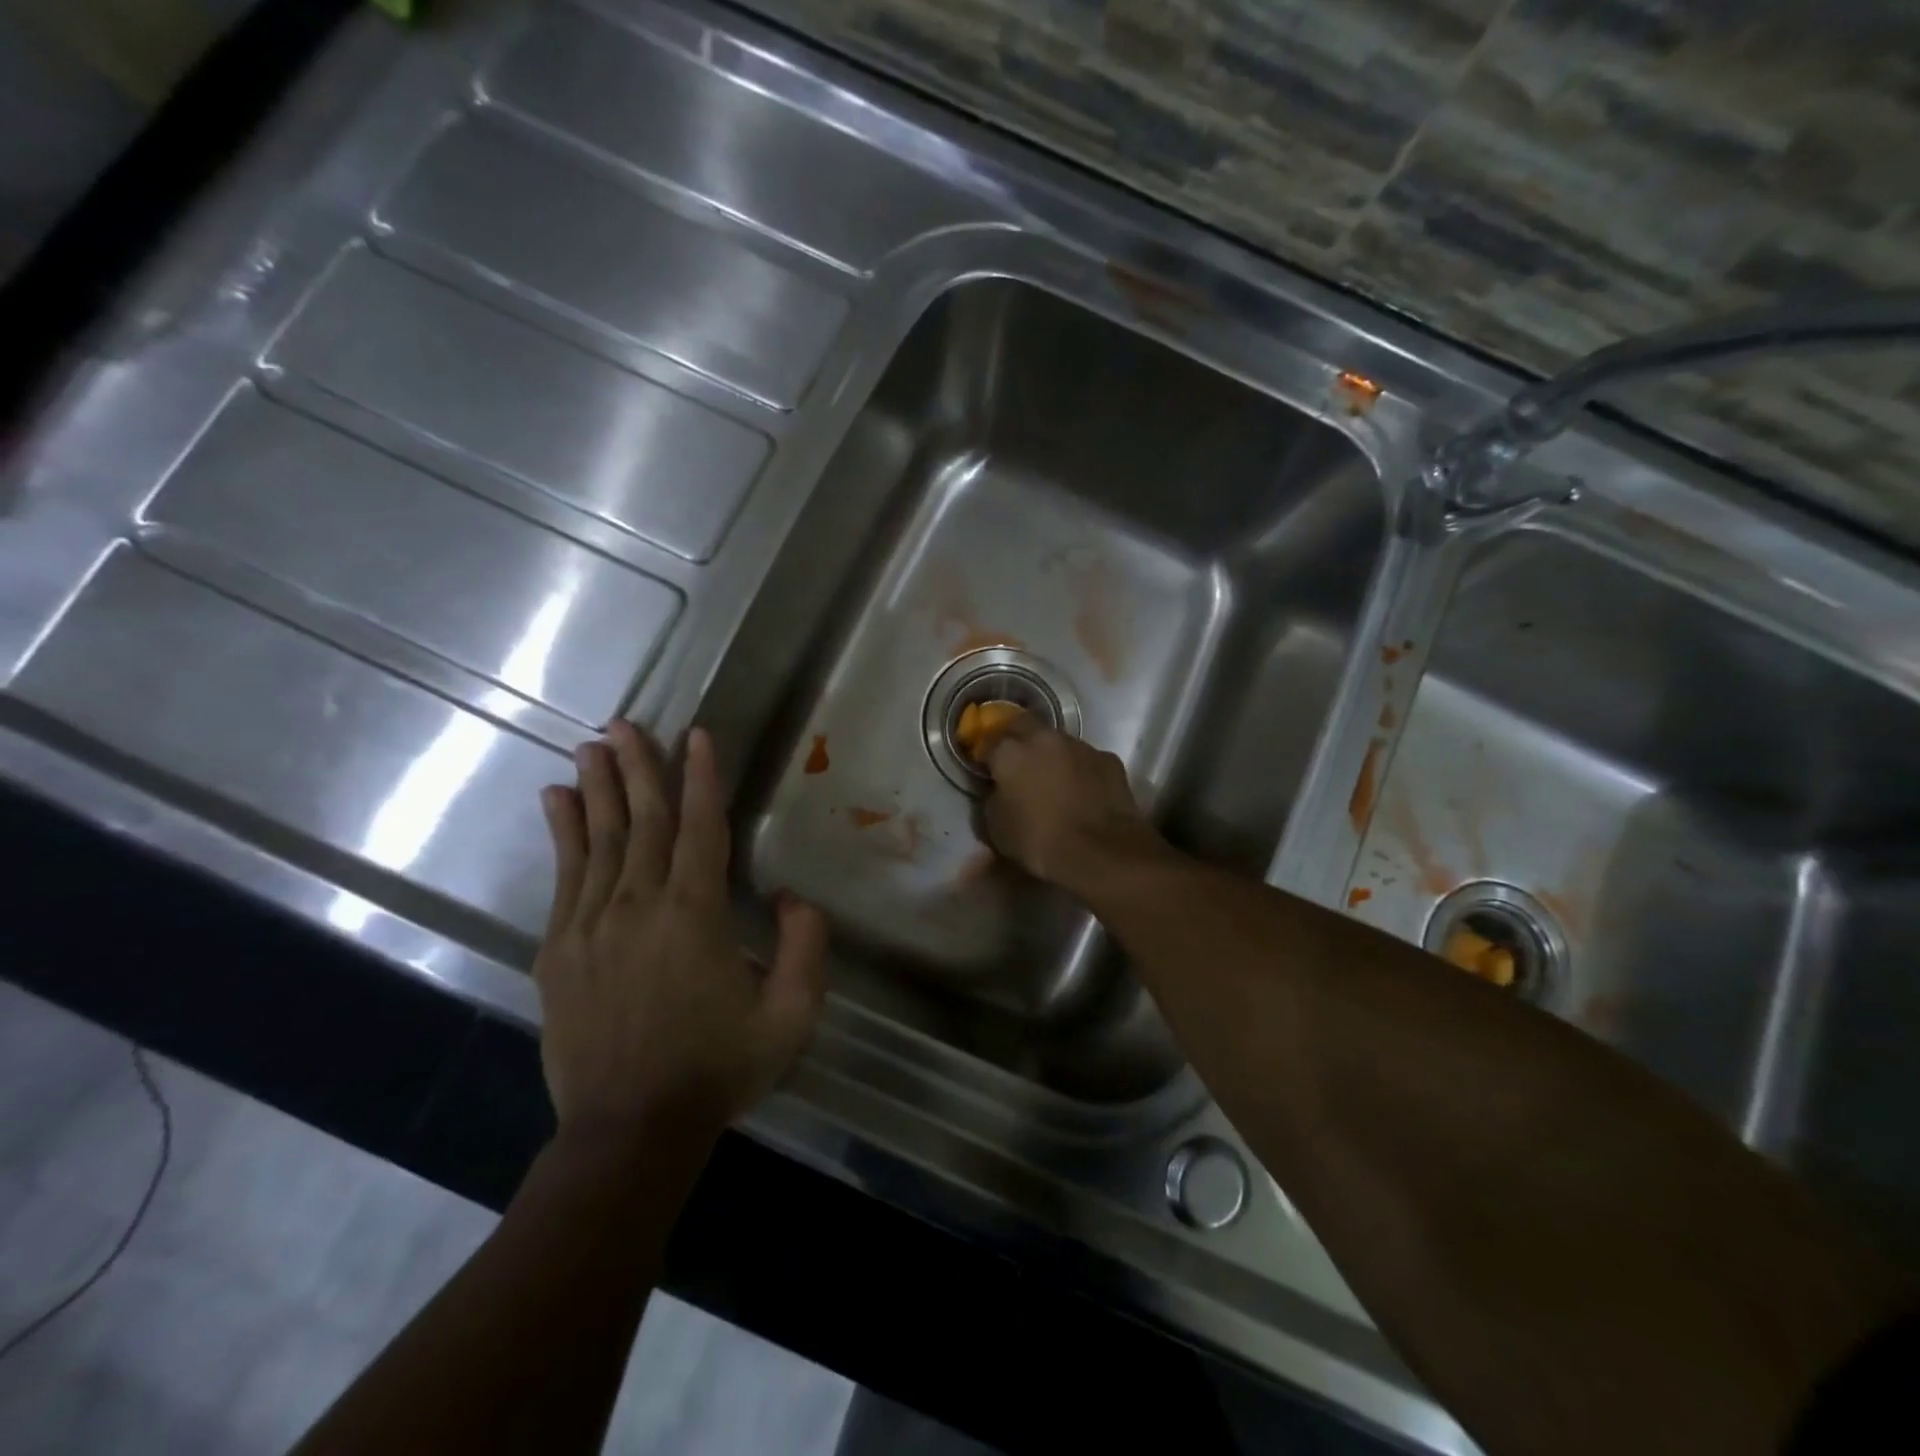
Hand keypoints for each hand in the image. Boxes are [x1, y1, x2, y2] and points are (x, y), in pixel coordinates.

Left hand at [535, 720, 828, 1144]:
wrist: (629, 1130)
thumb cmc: (717, 1069)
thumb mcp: (790, 1015)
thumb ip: (805, 945)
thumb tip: (788, 896)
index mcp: (695, 915)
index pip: (700, 828)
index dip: (701, 777)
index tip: (697, 735)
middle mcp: (639, 906)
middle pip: (642, 821)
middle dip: (638, 767)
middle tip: (625, 724)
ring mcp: (590, 925)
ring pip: (598, 839)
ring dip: (598, 788)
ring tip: (590, 746)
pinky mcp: (558, 949)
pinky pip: (564, 876)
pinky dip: (563, 832)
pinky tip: (557, 802)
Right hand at [982, 715, 1168, 897]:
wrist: (1100, 851)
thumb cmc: (1039, 841)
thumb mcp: (997, 828)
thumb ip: (994, 799)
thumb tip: (1000, 791)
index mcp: (1011, 753)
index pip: (989, 742)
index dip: (986, 755)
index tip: (987, 769)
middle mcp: (1044, 739)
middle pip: (1024, 724)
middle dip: (1017, 738)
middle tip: (1017, 762)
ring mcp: (1080, 746)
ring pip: (1059, 741)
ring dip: (1052, 754)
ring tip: (1053, 779)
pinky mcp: (1108, 760)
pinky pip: (1087, 759)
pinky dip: (1081, 770)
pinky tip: (1083, 791)